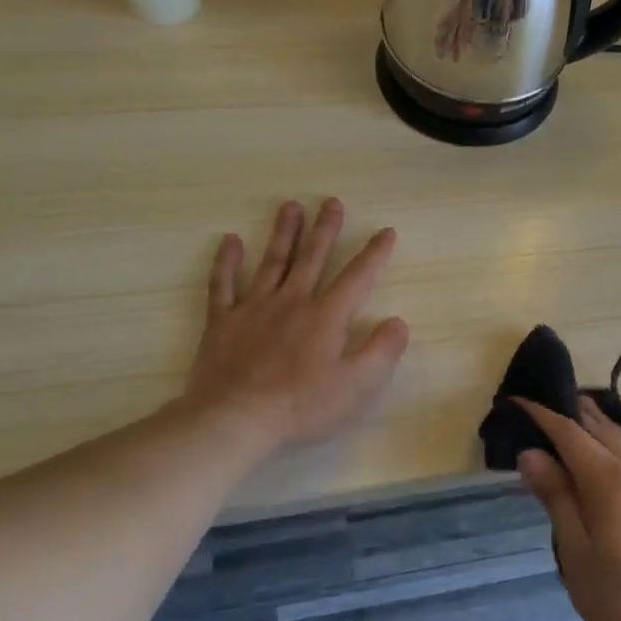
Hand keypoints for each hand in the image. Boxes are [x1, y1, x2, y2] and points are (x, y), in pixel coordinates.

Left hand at [182, 199, 408, 450]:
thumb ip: (381, 351)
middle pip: (312, 258)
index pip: (357, 277)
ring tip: (290, 206)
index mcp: (326, 316)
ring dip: (283, 233)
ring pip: (272, 261)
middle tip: (331, 202)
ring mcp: (254, 308)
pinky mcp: (222, 322)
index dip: (374, 254)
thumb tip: (399, 321)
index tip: (386, 231)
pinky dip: (226, 262)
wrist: (235, 419)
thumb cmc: (301, 406)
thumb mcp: (355, 386)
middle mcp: (292, 301)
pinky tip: (230, 240)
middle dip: (325, 229)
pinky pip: (223, 285)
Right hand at [515, 397, 620, 620]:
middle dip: (571, 415)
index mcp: (609, 480)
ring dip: (599, 430)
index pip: (569, 433)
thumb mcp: (574, 551)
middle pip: (599, 428)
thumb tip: (531, 453)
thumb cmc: (617, 599)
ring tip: (576, 426)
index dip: (543, 415)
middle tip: (544, 410)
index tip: (520, 401)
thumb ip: (555, 496)